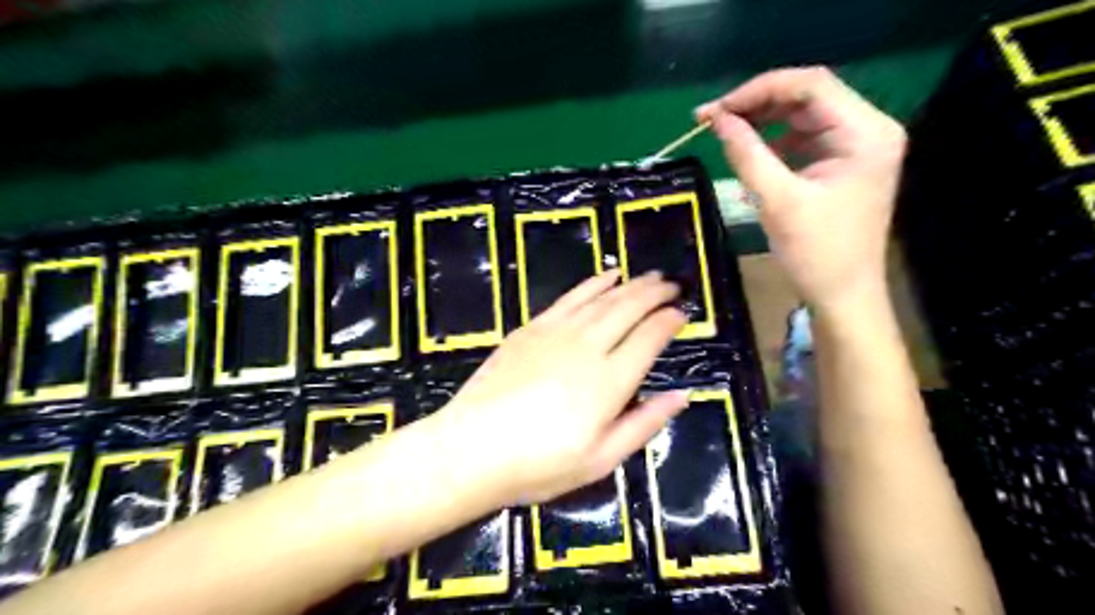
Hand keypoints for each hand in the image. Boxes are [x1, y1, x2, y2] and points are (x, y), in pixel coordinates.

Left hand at [436, 272, 681, 505]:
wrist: (471, 449)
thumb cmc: (539, 465)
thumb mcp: (601, 460)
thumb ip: (644, 424)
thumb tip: (681, 396)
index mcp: (610, 382)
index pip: (649, 338)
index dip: (669, 322)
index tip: (683, 313)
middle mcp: (588, 347)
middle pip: (629, 309)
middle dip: (655, 294)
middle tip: (672, 286)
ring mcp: (557, 333)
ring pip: (603, 298)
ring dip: (630, 284)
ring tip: (650, 277)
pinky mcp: (532, 328)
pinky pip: (570, 297)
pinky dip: (593, 284)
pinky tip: (607, 276)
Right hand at [700, 66, 906, 316]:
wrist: (843, 294)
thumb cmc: (816, 252)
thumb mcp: (777, 201)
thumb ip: (746, 154)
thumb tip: (717, 119)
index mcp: (865, 133)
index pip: (810, 86)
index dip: (758, 90)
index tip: (716, 110)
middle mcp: (868, 129)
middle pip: (807, 97)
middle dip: (757, 104)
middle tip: (712, 119)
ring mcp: (857, 146)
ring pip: (803, 116)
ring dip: (763, 121)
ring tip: (725, 133)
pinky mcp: (843, 163)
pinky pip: (804, 139)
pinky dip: (774, 142)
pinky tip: (751, 155)